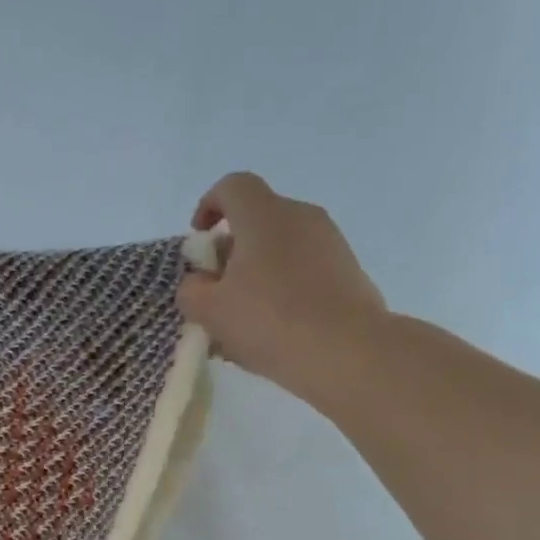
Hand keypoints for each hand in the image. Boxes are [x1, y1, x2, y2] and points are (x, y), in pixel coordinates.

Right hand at [177, 172, 388, 400]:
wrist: (348, 352)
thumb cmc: (268, 321)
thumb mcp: (208, 309)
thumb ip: (191, 288)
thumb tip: (200, 281)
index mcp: (264, 216)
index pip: (232, 186)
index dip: (209, 205)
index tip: (199, 239)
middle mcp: (301, 218)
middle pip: (256, 218)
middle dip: (229, 249)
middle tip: (214, 288)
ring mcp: (330, 243)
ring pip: (279, 247)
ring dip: (254, 273)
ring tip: (240, 317)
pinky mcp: (348, 271)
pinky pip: (302, 270)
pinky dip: (280, 288)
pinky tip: (270, 330)